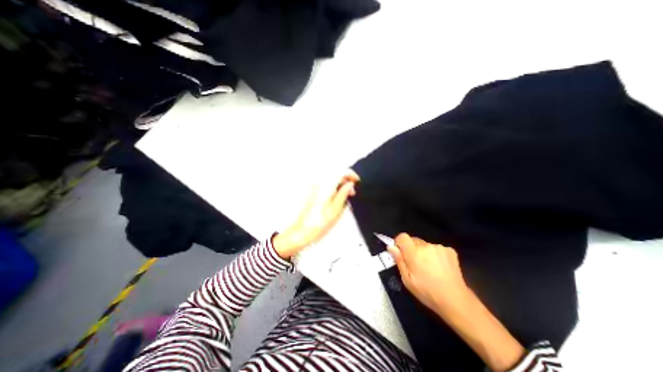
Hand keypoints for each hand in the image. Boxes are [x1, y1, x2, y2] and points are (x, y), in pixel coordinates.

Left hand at [271, 170, 360, 258]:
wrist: (302, 231)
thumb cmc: (318, 223)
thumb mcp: (336, 209)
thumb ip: (343, 194)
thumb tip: (350, 184)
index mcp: (325, 187)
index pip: (340, 172)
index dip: (351, 174)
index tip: (357, 181)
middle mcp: (318, 184)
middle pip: (335, 174)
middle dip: (346, 179)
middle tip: (352, 191)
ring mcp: (314, 187)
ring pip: (330, 179)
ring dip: (340, 184)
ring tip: (346, 196)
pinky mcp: (312, 192)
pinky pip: (325, 184)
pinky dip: (333, 187)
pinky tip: (336, 197)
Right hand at [389, 235, 469, 314]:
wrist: (455, 300)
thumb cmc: (427, 292)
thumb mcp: (407, 280)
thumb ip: (399, 260)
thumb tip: (391, 246)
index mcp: (414, 253)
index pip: (402, 236)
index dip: (399, 242)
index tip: (400, 252)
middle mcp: (426, 246)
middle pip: (413, 240)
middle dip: (411, 248)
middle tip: (415, 263)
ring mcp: (439, 247)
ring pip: (425, 244)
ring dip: (423, 251)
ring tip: (429, 267)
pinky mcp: (449, 250)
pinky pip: (436, 248)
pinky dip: (435, 254)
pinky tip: (439, 267)